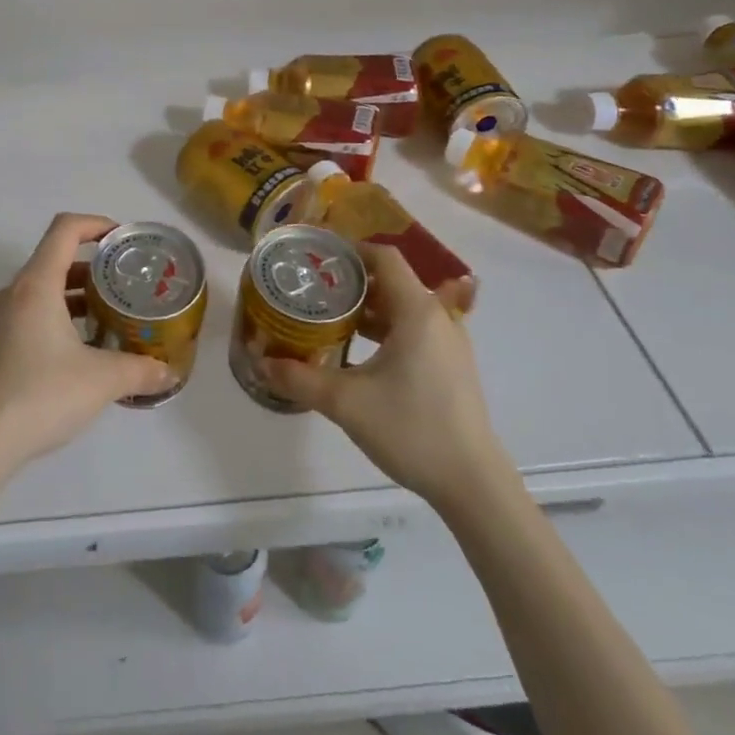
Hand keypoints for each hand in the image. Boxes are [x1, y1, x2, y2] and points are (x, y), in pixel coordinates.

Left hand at [0, 213, 175, 474]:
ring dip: (78, 294)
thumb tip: (170, 372)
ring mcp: (1, 318)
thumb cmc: (41, 395)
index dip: (96, 224)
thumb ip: (140, 369)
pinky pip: (33, 312)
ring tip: (112, 315)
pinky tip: (85, 348)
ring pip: (44, 288)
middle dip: (94, 266)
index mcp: (36, 284)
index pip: (65, 229)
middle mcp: (15, 292)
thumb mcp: (101, 380)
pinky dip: (61, 316)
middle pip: (56, 258)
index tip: (124, 239)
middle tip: (127, 282)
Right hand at [262, 245, 512, 514]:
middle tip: (315, 289)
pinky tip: (360, 352)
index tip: (317, 257)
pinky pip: (415, 330)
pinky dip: (387, 329)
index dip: (351, 250)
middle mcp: (437, 318)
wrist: (473, 485)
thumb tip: (262, 362)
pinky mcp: (452, 367)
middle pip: (392, 280)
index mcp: (417, 311)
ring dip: (369, 307)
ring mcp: (449, 343)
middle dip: (353, 281)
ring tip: (330, 318)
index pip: (384, 257)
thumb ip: (300, 378)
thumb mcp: (345, 403)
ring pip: (404, 307)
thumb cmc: (411, 429)